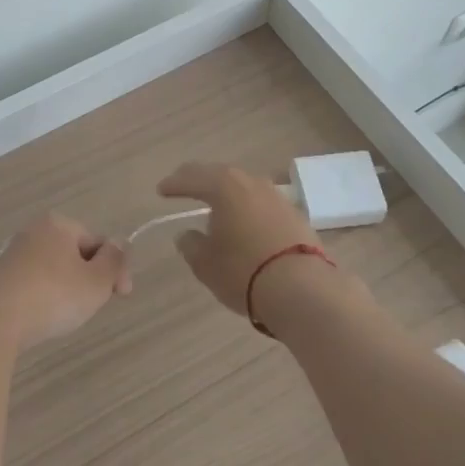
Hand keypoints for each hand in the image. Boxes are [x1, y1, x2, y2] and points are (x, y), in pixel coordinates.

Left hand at [0, 214, 132, 348]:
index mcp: (58, 224)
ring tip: (66, 316)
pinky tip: (41, 318)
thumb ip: (114, 261)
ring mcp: (12, 254)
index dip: (114, 268)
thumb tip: (120, 243)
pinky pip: (32, 284)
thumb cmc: (53, 295)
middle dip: (89, 279)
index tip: (122, 296)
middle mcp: (33, 231)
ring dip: (65, 289)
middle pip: (74, 254)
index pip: (97, 242)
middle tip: (93, 306)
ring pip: (53, 270)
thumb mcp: (96, 281)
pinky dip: (42, 298)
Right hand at [158, 162, 319, 316]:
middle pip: (220, 175)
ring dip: (227, 193)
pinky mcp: (295, 215)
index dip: (174, 184)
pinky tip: (244, 221)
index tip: (161, 189)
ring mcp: (277, 197)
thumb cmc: (244, 272)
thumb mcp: (205, 263)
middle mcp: (251, 183)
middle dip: (200, 180)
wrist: (303, 290)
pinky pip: (262, 204)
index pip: (192, 178)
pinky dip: (248, 208)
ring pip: (244, 187)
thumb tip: (187, 234)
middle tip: (185, 187)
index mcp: (224, 186)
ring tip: (215, 205)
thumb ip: (191, 244)